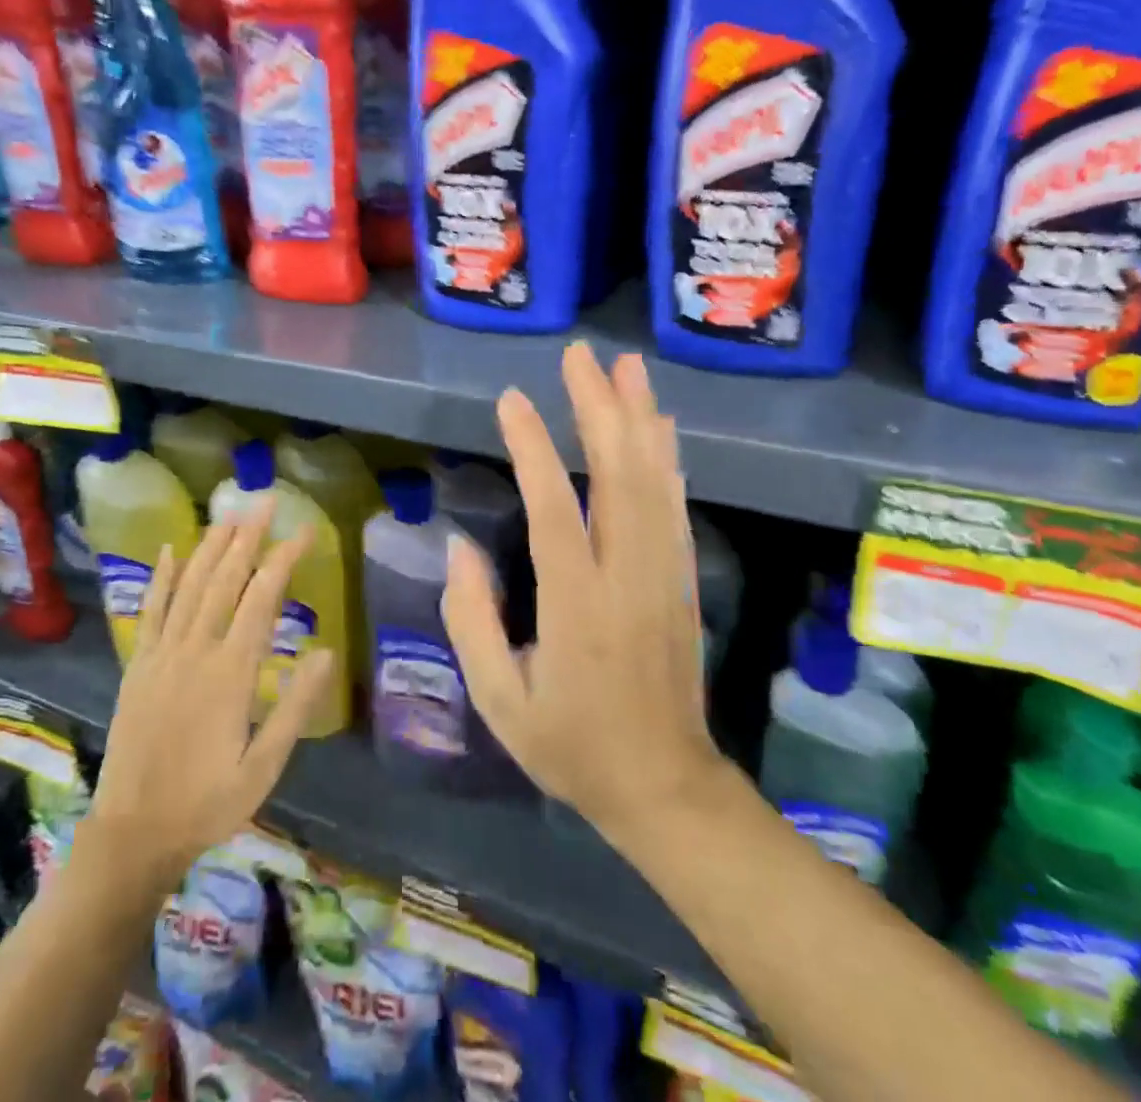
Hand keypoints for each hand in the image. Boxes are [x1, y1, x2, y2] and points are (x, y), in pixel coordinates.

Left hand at [78, 501, 334, 895]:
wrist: (133, 834)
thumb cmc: (208, 802)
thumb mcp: (266, 766)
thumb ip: (295, 707)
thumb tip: (327, 651)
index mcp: (231, 673)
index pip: (262, 599)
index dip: (285, 559)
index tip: (306, 531)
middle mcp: (195, 651)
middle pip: (225, 580)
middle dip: (248, 536)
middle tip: (266, 501)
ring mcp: (162, 655)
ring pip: (189, 586)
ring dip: (210, 546)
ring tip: (229, 514)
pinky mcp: (139, 665)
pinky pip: (150, 611)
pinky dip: (161, 577)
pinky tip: (169, 550)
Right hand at [442, 343, 720, 839]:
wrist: (663, 784)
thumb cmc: (571, 746)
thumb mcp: (500, 701)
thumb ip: (471, 622)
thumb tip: (460, 549)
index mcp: (576, 607)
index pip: (555, 510)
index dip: (533, 450)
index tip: (512, 400)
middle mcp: (627, 577)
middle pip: (618, 476)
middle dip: (599, 408)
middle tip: (581, 356)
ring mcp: (663, 574)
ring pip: (654, 481)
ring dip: (640, 419)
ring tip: (626, 367)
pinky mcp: (681, 578)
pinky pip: (674, 506)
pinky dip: (667, 458)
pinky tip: (660, 426)